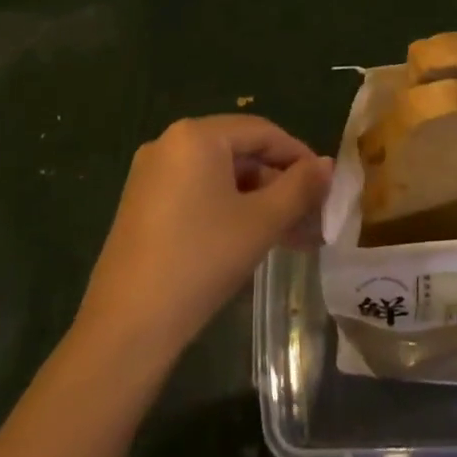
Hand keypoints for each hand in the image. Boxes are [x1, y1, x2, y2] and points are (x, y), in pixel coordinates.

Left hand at [76, 115, 332, 354]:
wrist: (129, 325)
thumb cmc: (202, 259)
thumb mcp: (261, 222)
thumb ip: (300, 187)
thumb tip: (327, 165)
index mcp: (196, 135)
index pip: (262, 131)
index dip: (299, 156)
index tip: (326, 186)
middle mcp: (169, 143)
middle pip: (240, 151)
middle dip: (279, 183)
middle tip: (311, 215)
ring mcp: (151, 174)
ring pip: (220, 176)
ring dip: (258, 200)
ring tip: (290, 235)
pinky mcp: (143, 204)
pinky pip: (197, 193)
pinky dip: (229, 209)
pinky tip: (252, 239)